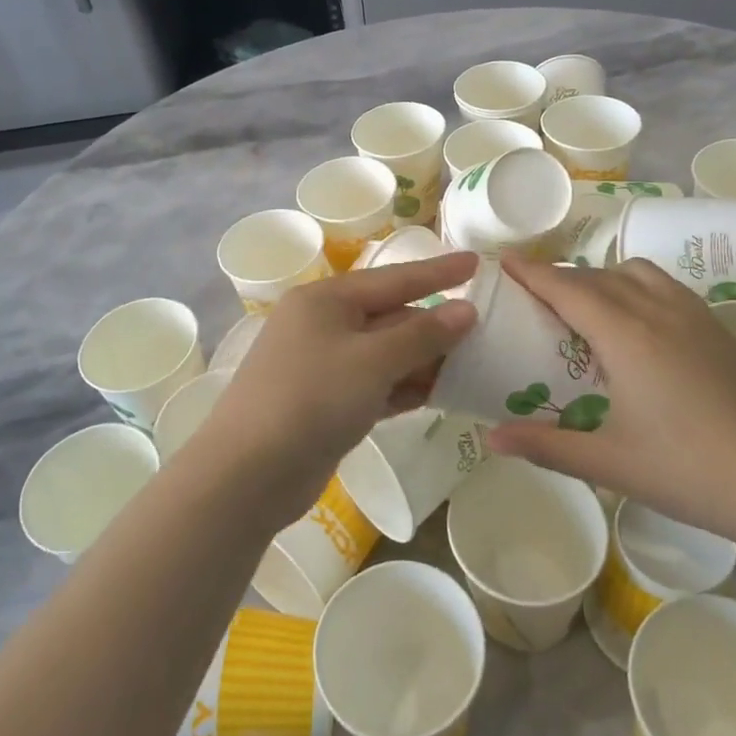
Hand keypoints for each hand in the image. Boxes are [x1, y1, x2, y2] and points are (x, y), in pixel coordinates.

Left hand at [186, 252, 478, 533]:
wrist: (249, 472)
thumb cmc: (312, 398)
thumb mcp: (372, 361)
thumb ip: (422, 334)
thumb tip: (465, 310)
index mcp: (326, 299)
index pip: (394, 278)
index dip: (438, 271)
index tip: (477, 263)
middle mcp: (323, 324)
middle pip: (390, 317)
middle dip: (435, 326)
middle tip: (487, 330)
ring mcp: (322, 365)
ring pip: (385, 354)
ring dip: (424, 361)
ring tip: (473, 364)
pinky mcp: (326, 402)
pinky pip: (375, 384)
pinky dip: (404, 387)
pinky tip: (438, 394)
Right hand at [487, 252, 735, 573]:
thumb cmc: (688, 472)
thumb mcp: (608, 463)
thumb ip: (545, 446)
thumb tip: (491, 438)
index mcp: (627, 337)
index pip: (568, 288)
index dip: (532, 272)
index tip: (503, 262)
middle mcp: (657, 311)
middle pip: (596, 276)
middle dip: (559, 277)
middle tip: (530, 295)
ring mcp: (692, 314)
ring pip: (634, 272)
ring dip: (600, 277)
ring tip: (582, 306)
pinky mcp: (715, 326)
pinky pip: (663, 284)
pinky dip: (634, 285)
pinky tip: (633, 320)